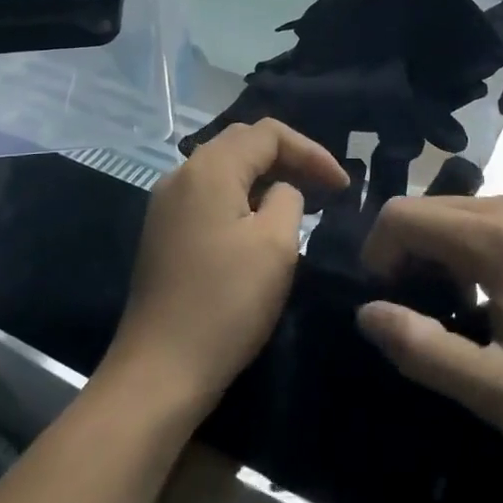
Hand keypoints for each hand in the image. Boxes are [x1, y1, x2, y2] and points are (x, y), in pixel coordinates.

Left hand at [106, 120, 346, 413]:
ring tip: (301, 202)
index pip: (268, 133)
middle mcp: (181, 174)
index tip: (342, 185)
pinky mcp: (163, 231)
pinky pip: (209, 194)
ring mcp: (166, 203)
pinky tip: (261, 224)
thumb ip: (288, 199)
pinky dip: (242, 197)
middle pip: (242, 143)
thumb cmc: (226, 303)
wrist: (160, 369)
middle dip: (288, 158)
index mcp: (209, 168)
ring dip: (265, 177)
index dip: (311, 151)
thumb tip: (281, 191)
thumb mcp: (276, 245)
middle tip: (324, 187)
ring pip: (224, 169)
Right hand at [355, 196, 502, 466]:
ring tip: (453, 310)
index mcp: (498, 237)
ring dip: (434, 252)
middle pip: (425, 207)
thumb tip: (367, 312)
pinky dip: (464, 248)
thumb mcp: (499, 392)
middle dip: (403, 253)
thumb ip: (424, 350)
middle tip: (418, 313)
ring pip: (453, 211)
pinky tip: (488, 297)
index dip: (378, 255)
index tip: (389, 306)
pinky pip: (484, 219)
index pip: (402, 215)